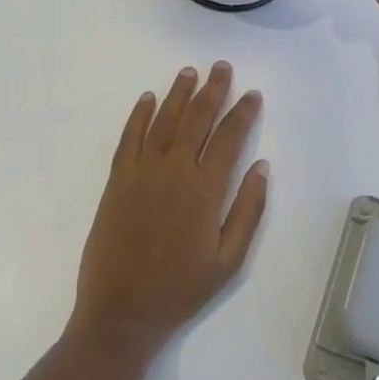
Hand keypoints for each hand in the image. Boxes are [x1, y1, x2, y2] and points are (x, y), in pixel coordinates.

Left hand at [70, 63, 268, 357]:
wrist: (121, 312)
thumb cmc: (180, 289)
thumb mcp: (229, 260)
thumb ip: (248, 210)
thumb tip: (262, 166)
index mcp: (204, 189)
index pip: (229, 138)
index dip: (243, 113)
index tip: (253, 94)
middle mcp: (174, 170)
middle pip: (197, 119)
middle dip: (213, 90)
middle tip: (222, 67)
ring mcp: (141, 172)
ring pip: (164, 120)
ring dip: (178, 93)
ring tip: (190, 72)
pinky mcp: (117, 180)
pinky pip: (129, 137)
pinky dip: (139, 114)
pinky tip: (147, 98)